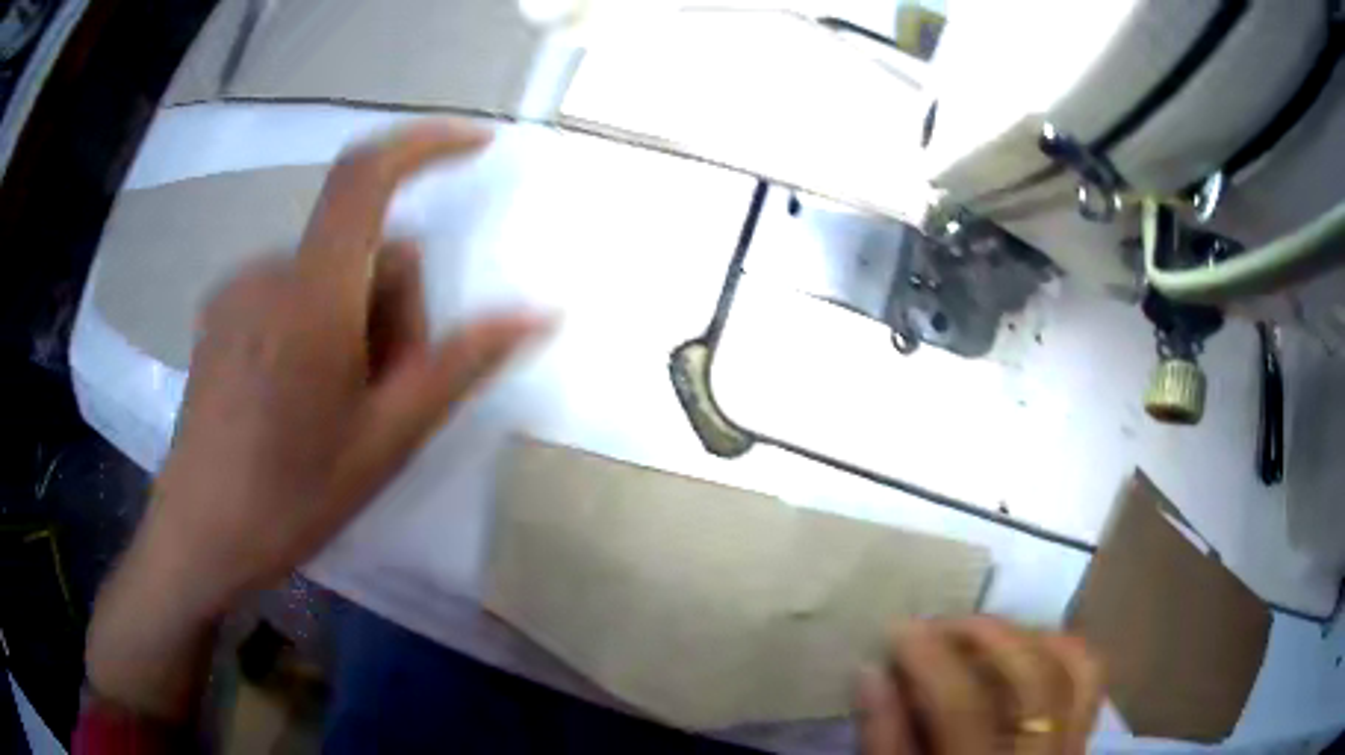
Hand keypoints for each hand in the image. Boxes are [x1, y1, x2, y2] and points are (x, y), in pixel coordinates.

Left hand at [86, 120, 548, 717]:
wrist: (200, 536)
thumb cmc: (291, 497)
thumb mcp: (387, 438)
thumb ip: (461, 364)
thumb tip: (538, 313)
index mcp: (311, 295)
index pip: (367, 176)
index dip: (426, 144)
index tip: (477, 145)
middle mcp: (270, 271)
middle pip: (365, 251)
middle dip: (397, 309)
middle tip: (390, 393)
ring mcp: (239, 290)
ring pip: (330, 275)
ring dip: (358, 322)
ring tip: (342, 405)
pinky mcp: (222, 312)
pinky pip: (293, 290)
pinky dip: (319, 323)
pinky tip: (302, 394)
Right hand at [858, 618, 1102, 754]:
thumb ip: (884, 741)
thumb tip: (873, 673)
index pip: (963, 707)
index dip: (930, 660)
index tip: (899, 629)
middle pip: (1031, 678)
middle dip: (986, 634)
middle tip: (942, 622)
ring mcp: (1070, 746)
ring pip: (1074, 669)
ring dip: (1030, 636)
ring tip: (986, 632)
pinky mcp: (1081, 738)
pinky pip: (1089, 681)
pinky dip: (1063, 650)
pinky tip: (1029, 646)